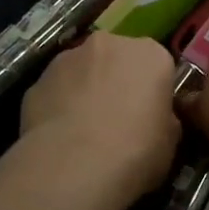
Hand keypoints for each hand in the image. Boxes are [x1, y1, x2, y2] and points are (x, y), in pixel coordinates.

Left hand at [21, 34, 180, 199]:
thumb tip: (155, 119)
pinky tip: (59, 138)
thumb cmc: (136, 151)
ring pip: (82, 70)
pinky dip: (58, 106)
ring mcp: (68, 57)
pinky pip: (55, 90)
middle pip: (118, 59)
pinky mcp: (38, 79)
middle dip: (117, 81)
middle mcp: (110, 44)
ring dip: (85, 89)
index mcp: (151, 54)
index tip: (150, 115)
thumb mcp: (170, 141)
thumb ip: (164, 119)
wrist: (74, 165)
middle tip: (117, 119)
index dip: (153, 91)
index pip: (157, 65)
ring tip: (83, 131)